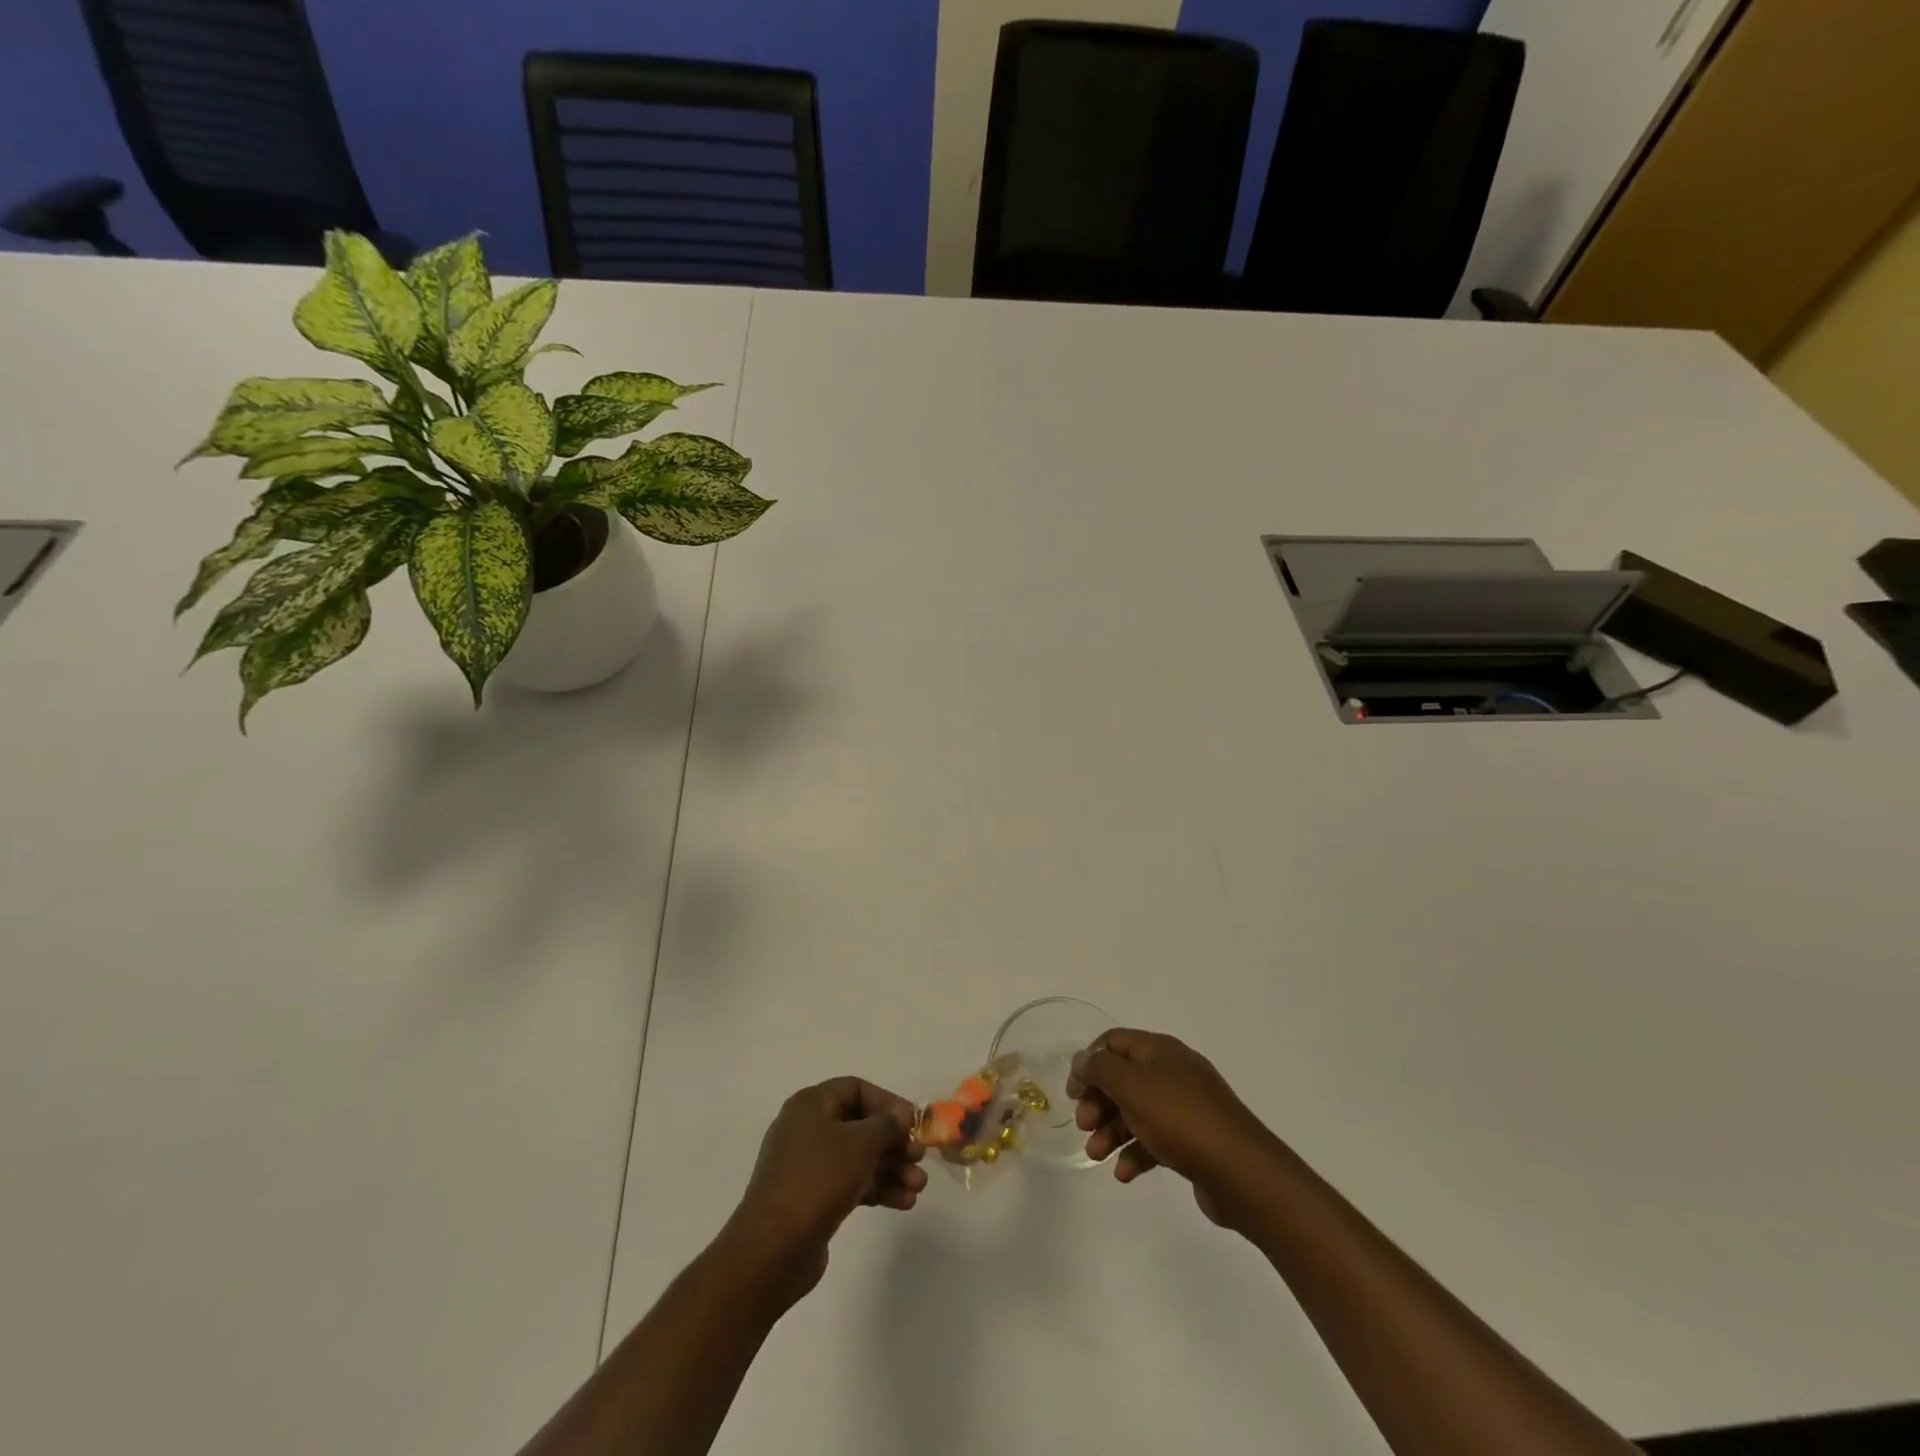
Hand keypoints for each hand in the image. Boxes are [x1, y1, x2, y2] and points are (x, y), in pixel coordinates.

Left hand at [725, 1077, 927, 1301]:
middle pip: (860, 1125)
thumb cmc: (818, 1179)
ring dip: (890, 1169)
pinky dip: (876, 1189)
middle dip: (893, 1142)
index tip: (913, 1122)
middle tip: (919, 1158)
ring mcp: (808, 1166)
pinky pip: (850, 1183)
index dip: (887, 1102)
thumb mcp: (860, 1143)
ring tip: (918, 1187)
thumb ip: (886, 1125)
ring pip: (858, 1158)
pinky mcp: (812, 1199)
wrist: (773, 1249)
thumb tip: (899, 1117)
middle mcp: (807, 1129)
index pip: (855, 1089)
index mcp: (811, 1105)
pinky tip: (904, 1203)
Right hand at [1068, 1029, 1277, 1228]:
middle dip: (1098, 1101)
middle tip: (1083, 1126)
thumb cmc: (1180, 1118)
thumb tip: (1083, 1059)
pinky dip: (1136, 1153)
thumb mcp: (1132, 1086)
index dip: (1089, 1062)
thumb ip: (1100, 1069)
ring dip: (1112, 1131)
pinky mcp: (1194, 1140)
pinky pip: (1156, 1140)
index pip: (1114, 1042)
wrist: (1242, 1171)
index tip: (1073, 1092)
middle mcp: (1172, 1072)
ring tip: (1096, 1156)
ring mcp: (1185, 1107)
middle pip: (1123, 1079)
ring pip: (1137, 1112)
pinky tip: (1124, 1174)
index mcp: (1160, 1050)